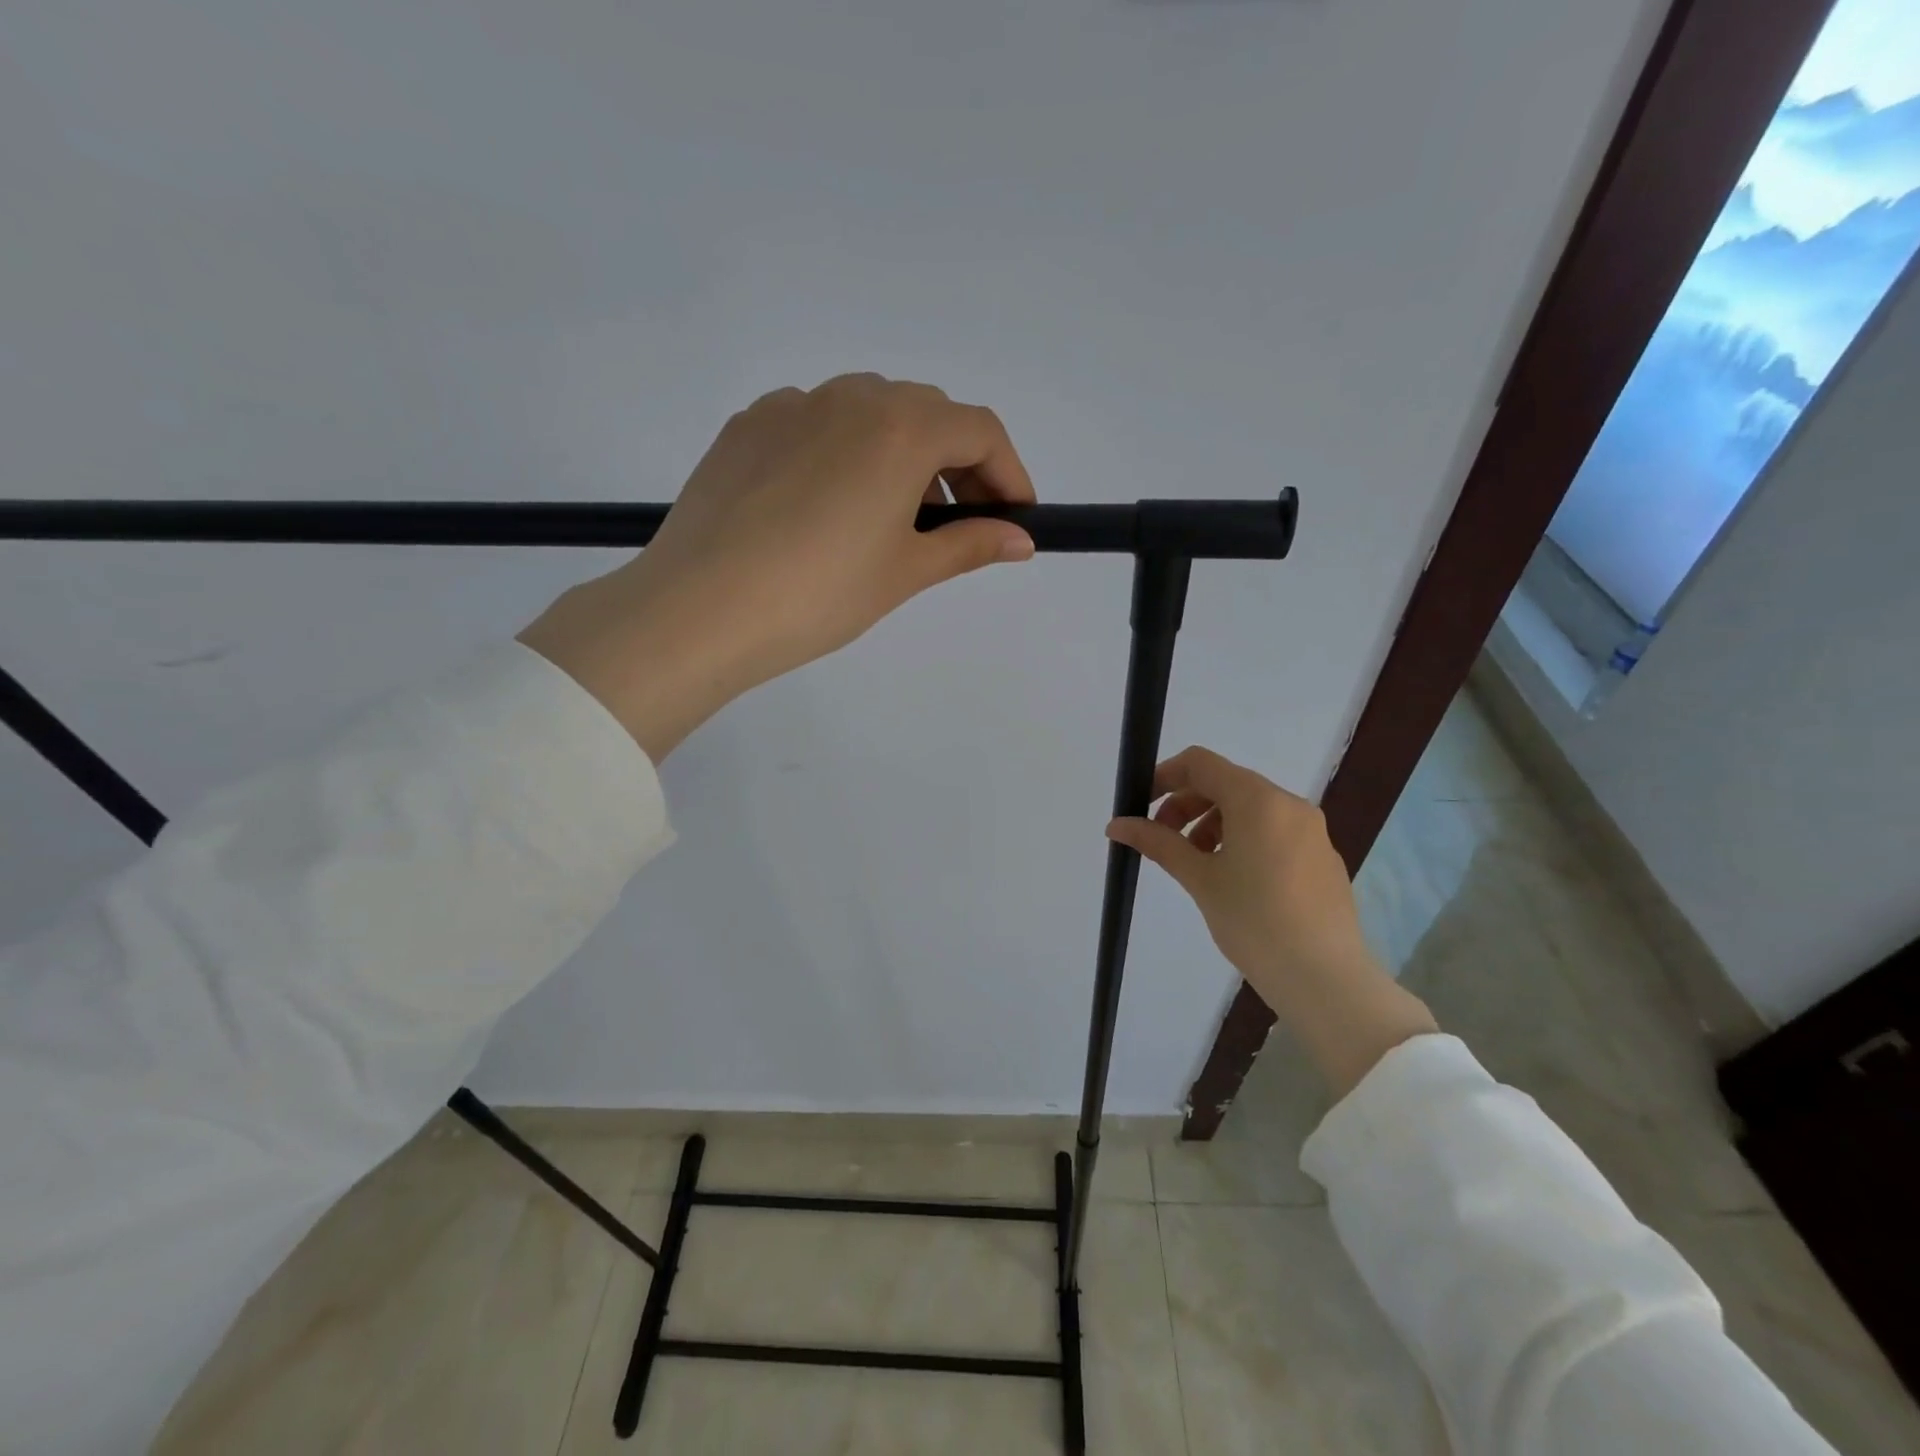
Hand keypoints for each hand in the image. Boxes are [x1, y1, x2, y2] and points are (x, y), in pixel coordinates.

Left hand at [519, 374, 1035, 759]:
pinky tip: (830, 506)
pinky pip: (817, 423)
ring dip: (902, 454)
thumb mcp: (905, 571)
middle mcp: (849, 397)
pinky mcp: (747, 426)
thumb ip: (970, 545)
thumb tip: (1021, 540)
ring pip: (870, 412)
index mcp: (899, 427)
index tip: (1016, 519)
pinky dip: (846, 453)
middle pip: (927, 413)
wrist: (700, 609)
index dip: (1009, 473)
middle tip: (960, 523)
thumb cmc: (820, 594)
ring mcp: (791, 405)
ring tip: (894, 518)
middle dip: (958, 463)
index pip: (980, 430)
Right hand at [1107, 746, 1437, 1098]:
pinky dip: (1243, 839)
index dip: (1164, 775)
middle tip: (1162, 840)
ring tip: (1196, 863)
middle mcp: (1289, 804)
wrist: (1324, 978)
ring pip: (1250, 808)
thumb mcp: (1199, 878)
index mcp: (1258, 800)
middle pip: (1226, 783)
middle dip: (1186, 804)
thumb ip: (1157, 843)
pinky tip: (1233, 879)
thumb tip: (1116, 824)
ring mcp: (1311, 830)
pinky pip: (1273, 830)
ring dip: (1213, 823)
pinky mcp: (1322, 856)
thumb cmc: (1253, 921)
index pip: (1201, 763)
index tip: (1141, 804)